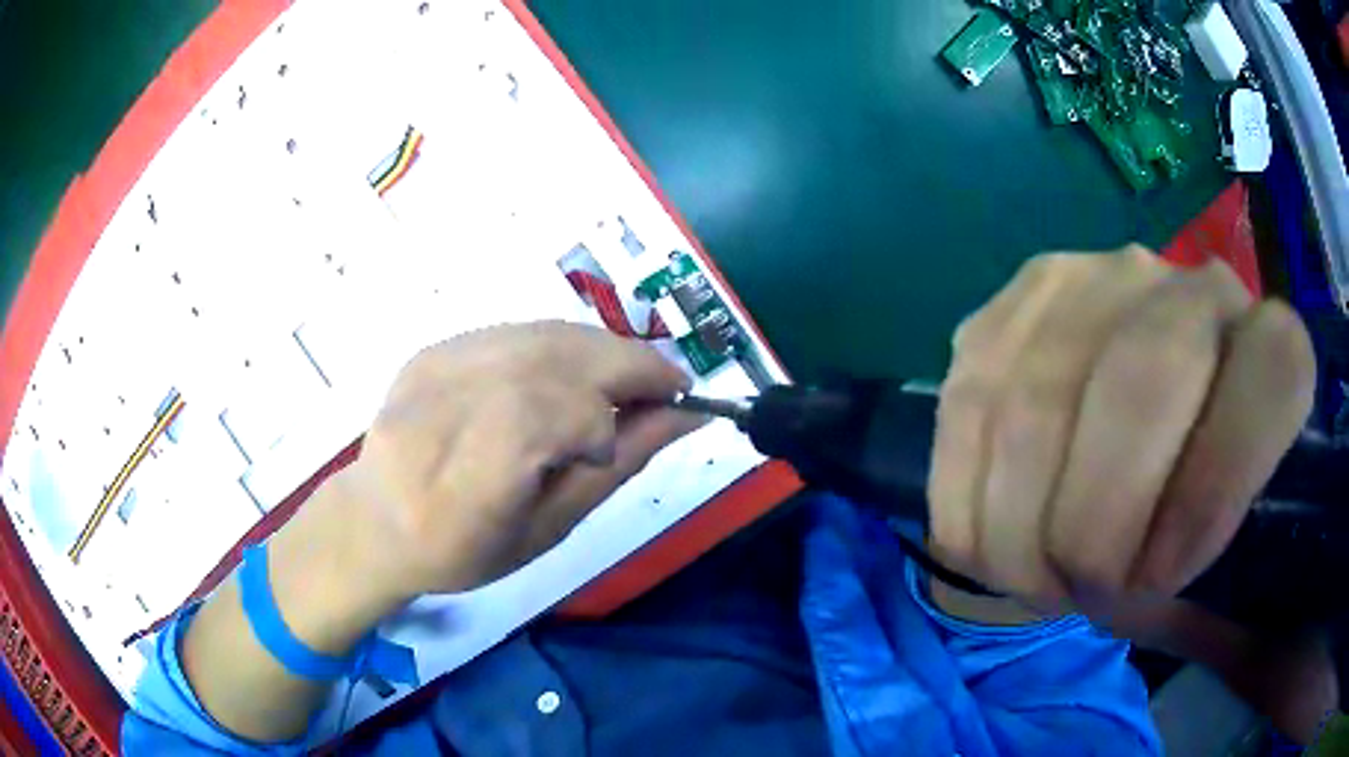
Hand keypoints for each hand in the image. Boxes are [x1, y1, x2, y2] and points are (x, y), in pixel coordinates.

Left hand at [327, 321, 698, 601]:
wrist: (375, 520)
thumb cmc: (464, 551)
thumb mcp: (546, 530)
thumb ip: (614, 468)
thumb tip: (687, 417)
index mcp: (462, 485)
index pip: (545, 417)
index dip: (606, 416)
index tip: (656, 426)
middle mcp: (440, 411)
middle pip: (549, 360)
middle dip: (626, 364)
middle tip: (669, 385)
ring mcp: (433, 369)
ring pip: (540, 334)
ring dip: (603, 349)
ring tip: (633, 379)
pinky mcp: (434, 348)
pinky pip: (518, 331)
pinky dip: (565, 345)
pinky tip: (580, 372)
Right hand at [928, 248, 1314, 614]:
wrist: (1127, 444)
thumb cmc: (1188, 530)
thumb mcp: (1225, 577)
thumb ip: (1225, 604)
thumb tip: (1173, 634)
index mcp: (1270, 343)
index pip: (1272, 370)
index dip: (1215, 490)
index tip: (1162, 581)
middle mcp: (1184, 286)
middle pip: (1138, 381)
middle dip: (1096, 527)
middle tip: (1084, 598)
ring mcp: (1086, 286)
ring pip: (1036, 406)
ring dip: (1022, 531)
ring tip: (1037, 583)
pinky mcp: (1004, 315)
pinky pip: (968, 414)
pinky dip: (970, 506)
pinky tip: (993, 547)